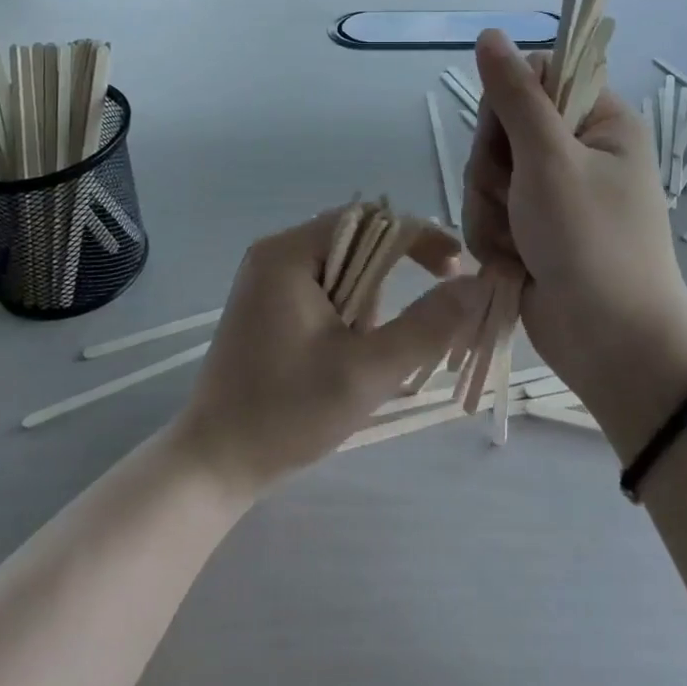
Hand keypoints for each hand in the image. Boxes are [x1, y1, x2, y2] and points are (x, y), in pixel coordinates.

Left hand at [171, 209, 479, 497]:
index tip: (456, 271)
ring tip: (364, 356)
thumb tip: (473, 286)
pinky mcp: (267, 305)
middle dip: (391, 280)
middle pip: (356, 241)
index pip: (370, 220)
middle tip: (415, 325)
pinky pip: (324, 288)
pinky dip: (349, 313)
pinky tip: (345, 356)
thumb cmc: (286, 414)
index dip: (419, 238)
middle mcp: (275, 253)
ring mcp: (267, 279)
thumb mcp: (366, 372)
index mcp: (288, 253)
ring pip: (343, 268)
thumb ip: (425, 326)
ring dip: (369, 303)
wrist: (212, 464)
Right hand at [463, 30, 686, 451]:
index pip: (534, 77)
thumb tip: (491, 34)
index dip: (507, 103)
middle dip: (495, 170)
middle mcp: (575, 150)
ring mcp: (551, 193)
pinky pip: (487, 211)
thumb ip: (515, 96)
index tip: (509, 136)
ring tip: (519, 242)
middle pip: (500, 128)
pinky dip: (492, 237)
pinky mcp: (530, 228)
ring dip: (490, 210)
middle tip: (518, 200)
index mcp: (598, 121)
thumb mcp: (550, 160)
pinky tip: (513, 262)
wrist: (612, 348)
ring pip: (486, 174)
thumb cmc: (592, 244)